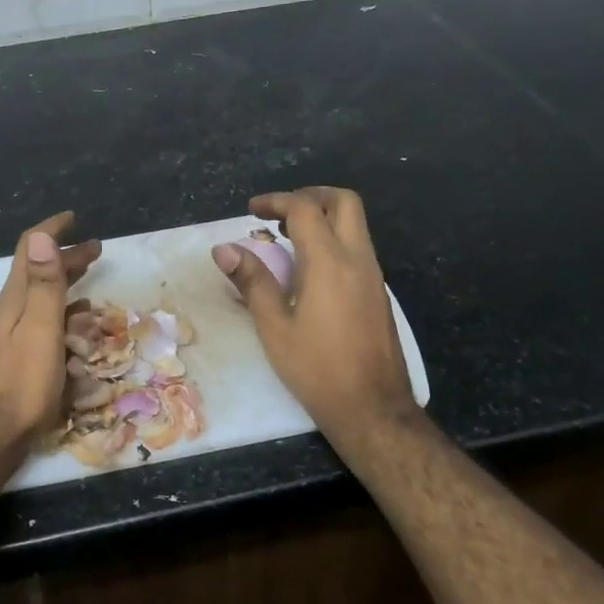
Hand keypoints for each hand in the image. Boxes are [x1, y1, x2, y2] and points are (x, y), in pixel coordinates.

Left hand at [0, 212, 99, 451]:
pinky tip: (72, 327)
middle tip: (96, 249)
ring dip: (64, 286)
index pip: (30, 251)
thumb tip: (41, 234)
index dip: (51, 230)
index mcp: (13, 300)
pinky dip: (58, 314)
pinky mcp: (10, 358)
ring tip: (90, 283)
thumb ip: (44, 285)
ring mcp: (5, 336)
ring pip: (38, 299)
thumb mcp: (40, 331)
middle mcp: (6, 311)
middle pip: (37, 273)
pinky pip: (38, 324)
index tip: (73, 217)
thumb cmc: (21, 384)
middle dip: (65, 258)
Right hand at [213, 187, 419, 441]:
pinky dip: (334, 240)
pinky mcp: (379, 292)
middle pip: (344, 202)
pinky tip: (310, 268)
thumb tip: (224, 249)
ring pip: (355, 224)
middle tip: (279, 213)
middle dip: (310, 196)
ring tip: (288, 238)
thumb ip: (252, 281)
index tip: (252, 211)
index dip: (276, 201)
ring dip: (323, 218)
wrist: (372, 407)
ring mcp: (374, 275)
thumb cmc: (316, 369)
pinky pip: (358, 248)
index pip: (304, 209)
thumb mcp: (274, 327)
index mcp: (329, 263)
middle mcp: (358, 259)